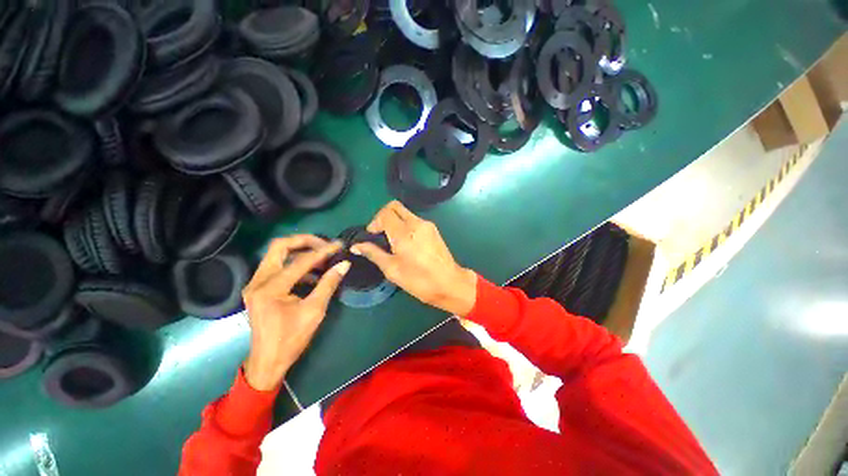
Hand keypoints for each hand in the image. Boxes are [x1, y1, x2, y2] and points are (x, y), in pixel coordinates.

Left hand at [242, 235, 349, 391]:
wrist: (267, 362)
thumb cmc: (291, 339)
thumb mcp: (314, 311)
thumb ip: (329, 283)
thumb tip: (344, 264)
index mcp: (270, 288)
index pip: (301, 261)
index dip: (323, 251)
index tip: (339, 245)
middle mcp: (258, 281)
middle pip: (279, 246)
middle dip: (304, 241)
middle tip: (324, 244)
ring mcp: (255, 284)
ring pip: (277, 254)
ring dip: (300, 252)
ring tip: (322, 258)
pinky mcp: (258, 288)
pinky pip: (277, 267)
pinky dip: (295, 265)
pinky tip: (313, 274)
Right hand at [351, 201, 476, 316]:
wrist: (450, 284)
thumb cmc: (419, 280)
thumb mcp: (392, 269)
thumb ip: (374, 253)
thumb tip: (356, 246)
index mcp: (404, 232)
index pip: (384, 213)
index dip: (374, 222)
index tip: (372, 236)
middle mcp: (416, 223)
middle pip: (395, 206)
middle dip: (383, 216)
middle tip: (380, 234)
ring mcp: (427, 225)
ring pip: (405, 213)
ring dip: (395, 221)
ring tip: (392, 241)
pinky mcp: (434, 229)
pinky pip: (415, 220)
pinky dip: (405, 226)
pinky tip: (405, 243)